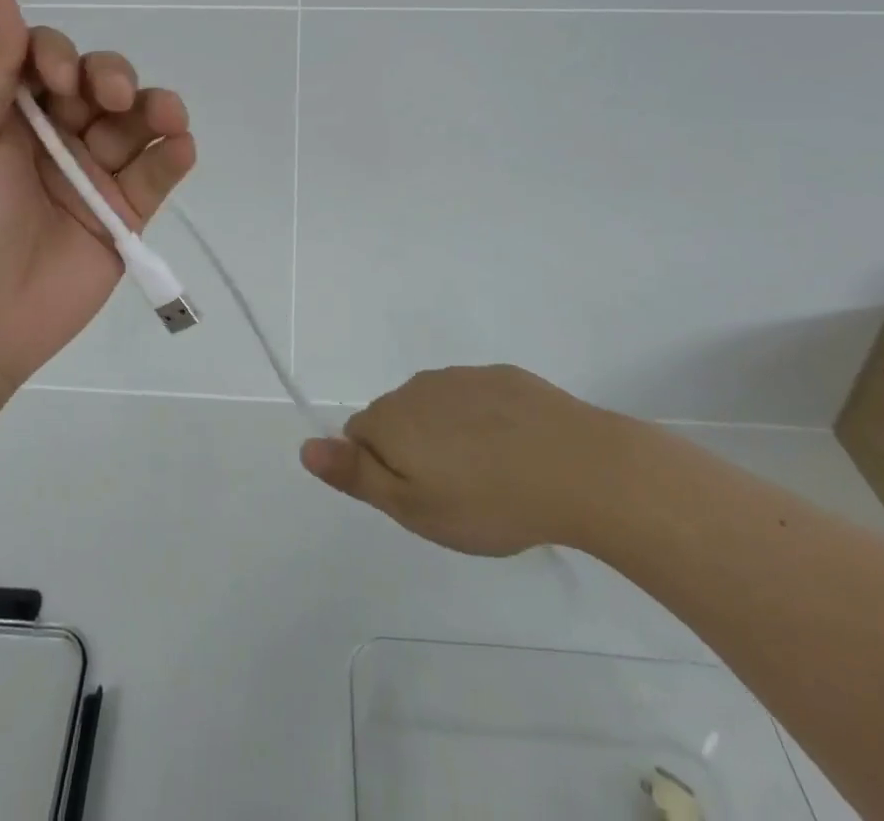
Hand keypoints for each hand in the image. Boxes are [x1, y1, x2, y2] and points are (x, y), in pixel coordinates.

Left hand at [0, 0, 196, 404]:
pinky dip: (173, 157)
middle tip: (111, 99)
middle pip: (100, 84)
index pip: (47, 60)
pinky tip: (180, 148)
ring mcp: (92, 177)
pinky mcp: (122, 216)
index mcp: (6, 114)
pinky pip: (155, 176)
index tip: (60, 77)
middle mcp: (54, 137)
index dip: (60, 54)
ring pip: (136, 124)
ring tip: (169, 118)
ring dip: (157, 109)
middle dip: (112, 78)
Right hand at [299, 365, 630, 554]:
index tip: (415, 500)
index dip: (379, 472)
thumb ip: (356, 475)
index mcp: (392, 418)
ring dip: (448, 437)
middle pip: (396, 420)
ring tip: (488, 480)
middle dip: (412, 453)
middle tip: (452, 497)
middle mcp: (418, 388)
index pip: (357, 437)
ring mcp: (462, 378)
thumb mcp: (413, 507)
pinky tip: (516, 454)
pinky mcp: (503, 377)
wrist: (578, 467)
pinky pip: (476, 401)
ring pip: (437, 409)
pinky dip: (484, 424)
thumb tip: (305, 447)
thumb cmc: (487, 501)